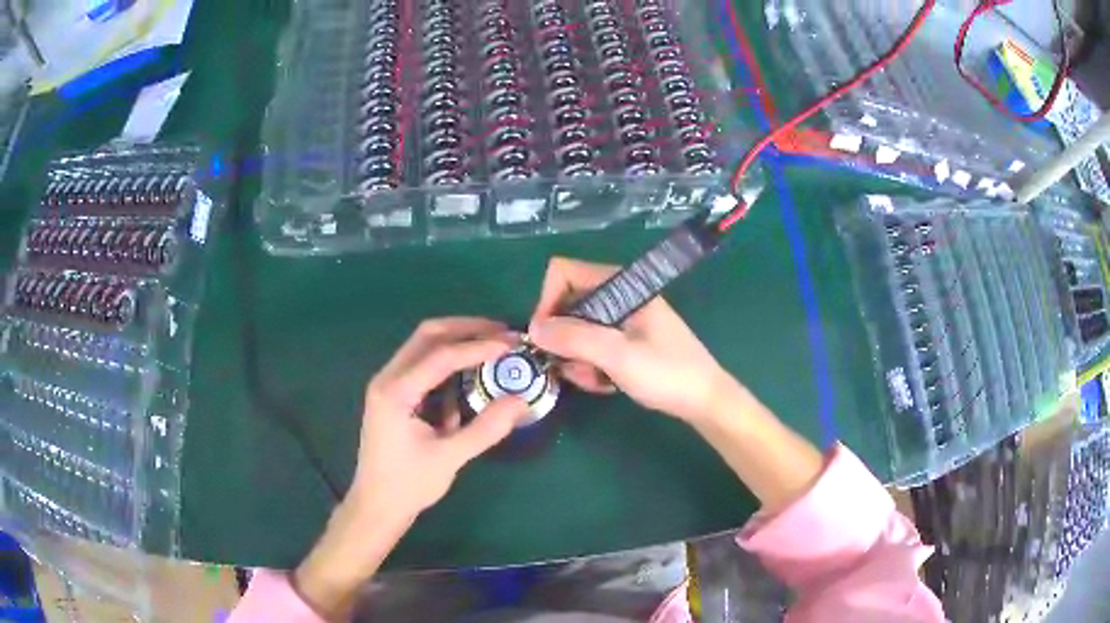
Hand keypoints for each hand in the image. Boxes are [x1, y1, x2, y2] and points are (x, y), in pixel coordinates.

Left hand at [294, 318, 527, 619]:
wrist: (376, 506)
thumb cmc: (409, 485)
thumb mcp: (450, 458)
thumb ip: (486, 428)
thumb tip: (522, 401)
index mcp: (396, 392)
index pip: (441, 355)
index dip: (478, 346)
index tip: (511, 344)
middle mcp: (387, 378)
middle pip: (428, 335)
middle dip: (467, 329)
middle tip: (503, 333)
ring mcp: (388, 384)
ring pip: (423, 346)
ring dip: (457, 342)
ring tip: (492, 347)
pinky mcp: (394, 395)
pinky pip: (422, 366)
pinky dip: (447, 363)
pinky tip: (469, 377)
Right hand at [528, 257, 740, 422]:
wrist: (705, 400)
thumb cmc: (667, 373)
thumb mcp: (618, 355)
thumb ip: (574, 338)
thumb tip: (533, 329)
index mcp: (620, 285)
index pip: (564, 273)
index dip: (547, 301)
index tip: (547, 338)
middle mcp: (618, 295)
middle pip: (567, 304)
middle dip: (564, 339)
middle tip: (576, 368)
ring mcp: (622, 318)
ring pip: (577, 329)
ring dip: (577, 358)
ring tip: (597, 381)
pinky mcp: (626, 338)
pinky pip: (592, 344)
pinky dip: (591, 364)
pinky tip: (606, 384)